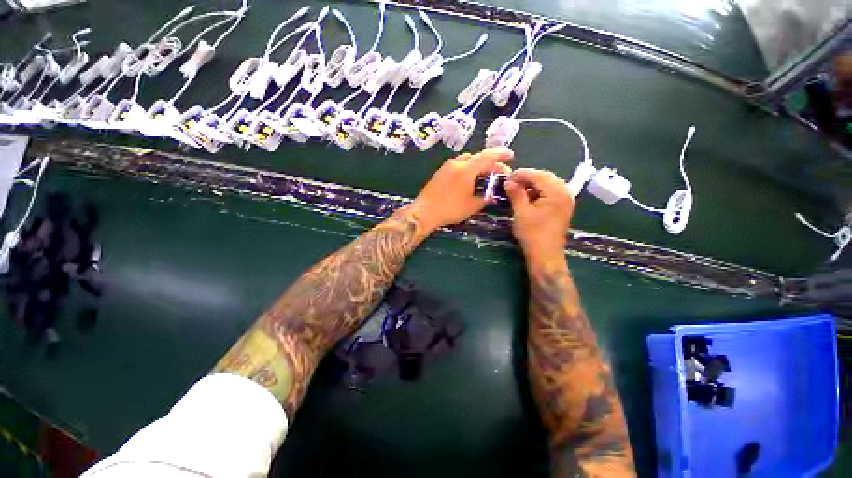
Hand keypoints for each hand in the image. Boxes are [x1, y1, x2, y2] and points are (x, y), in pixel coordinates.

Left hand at [410, 148, 513, 230]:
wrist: (424, 212)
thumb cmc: (450, 209)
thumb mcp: (471, 206)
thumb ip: (485, 198)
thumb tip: (492, 195)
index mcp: (466, 169)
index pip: (488, 156)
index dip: (501, 154)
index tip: (511, 156)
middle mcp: (457, 163)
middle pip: (477, 157)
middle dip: (491, 163)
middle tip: (499, 172)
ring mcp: (446, 167)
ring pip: (467, 160)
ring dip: (478, 165)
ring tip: (485, 175)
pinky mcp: (440, 172)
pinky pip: (458, 165)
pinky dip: (468, 168)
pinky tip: (469, 179)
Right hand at [505, 168, 574, 260]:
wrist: (545, 255)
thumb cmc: (532, 234)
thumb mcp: (521, 212)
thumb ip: (516, 194)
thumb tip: (508, 181)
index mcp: (556, 192)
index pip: (538, 175)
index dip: (522, 174)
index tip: (507, 176)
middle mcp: (565, 192)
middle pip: (545, 177)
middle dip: (527, 177)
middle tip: (511, 182)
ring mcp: (566, 200)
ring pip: (548, 184)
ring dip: (533, 184)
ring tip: (517, 188)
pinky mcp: (562, 207)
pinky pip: (551, 192)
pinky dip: (539, 191)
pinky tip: (528, 195)